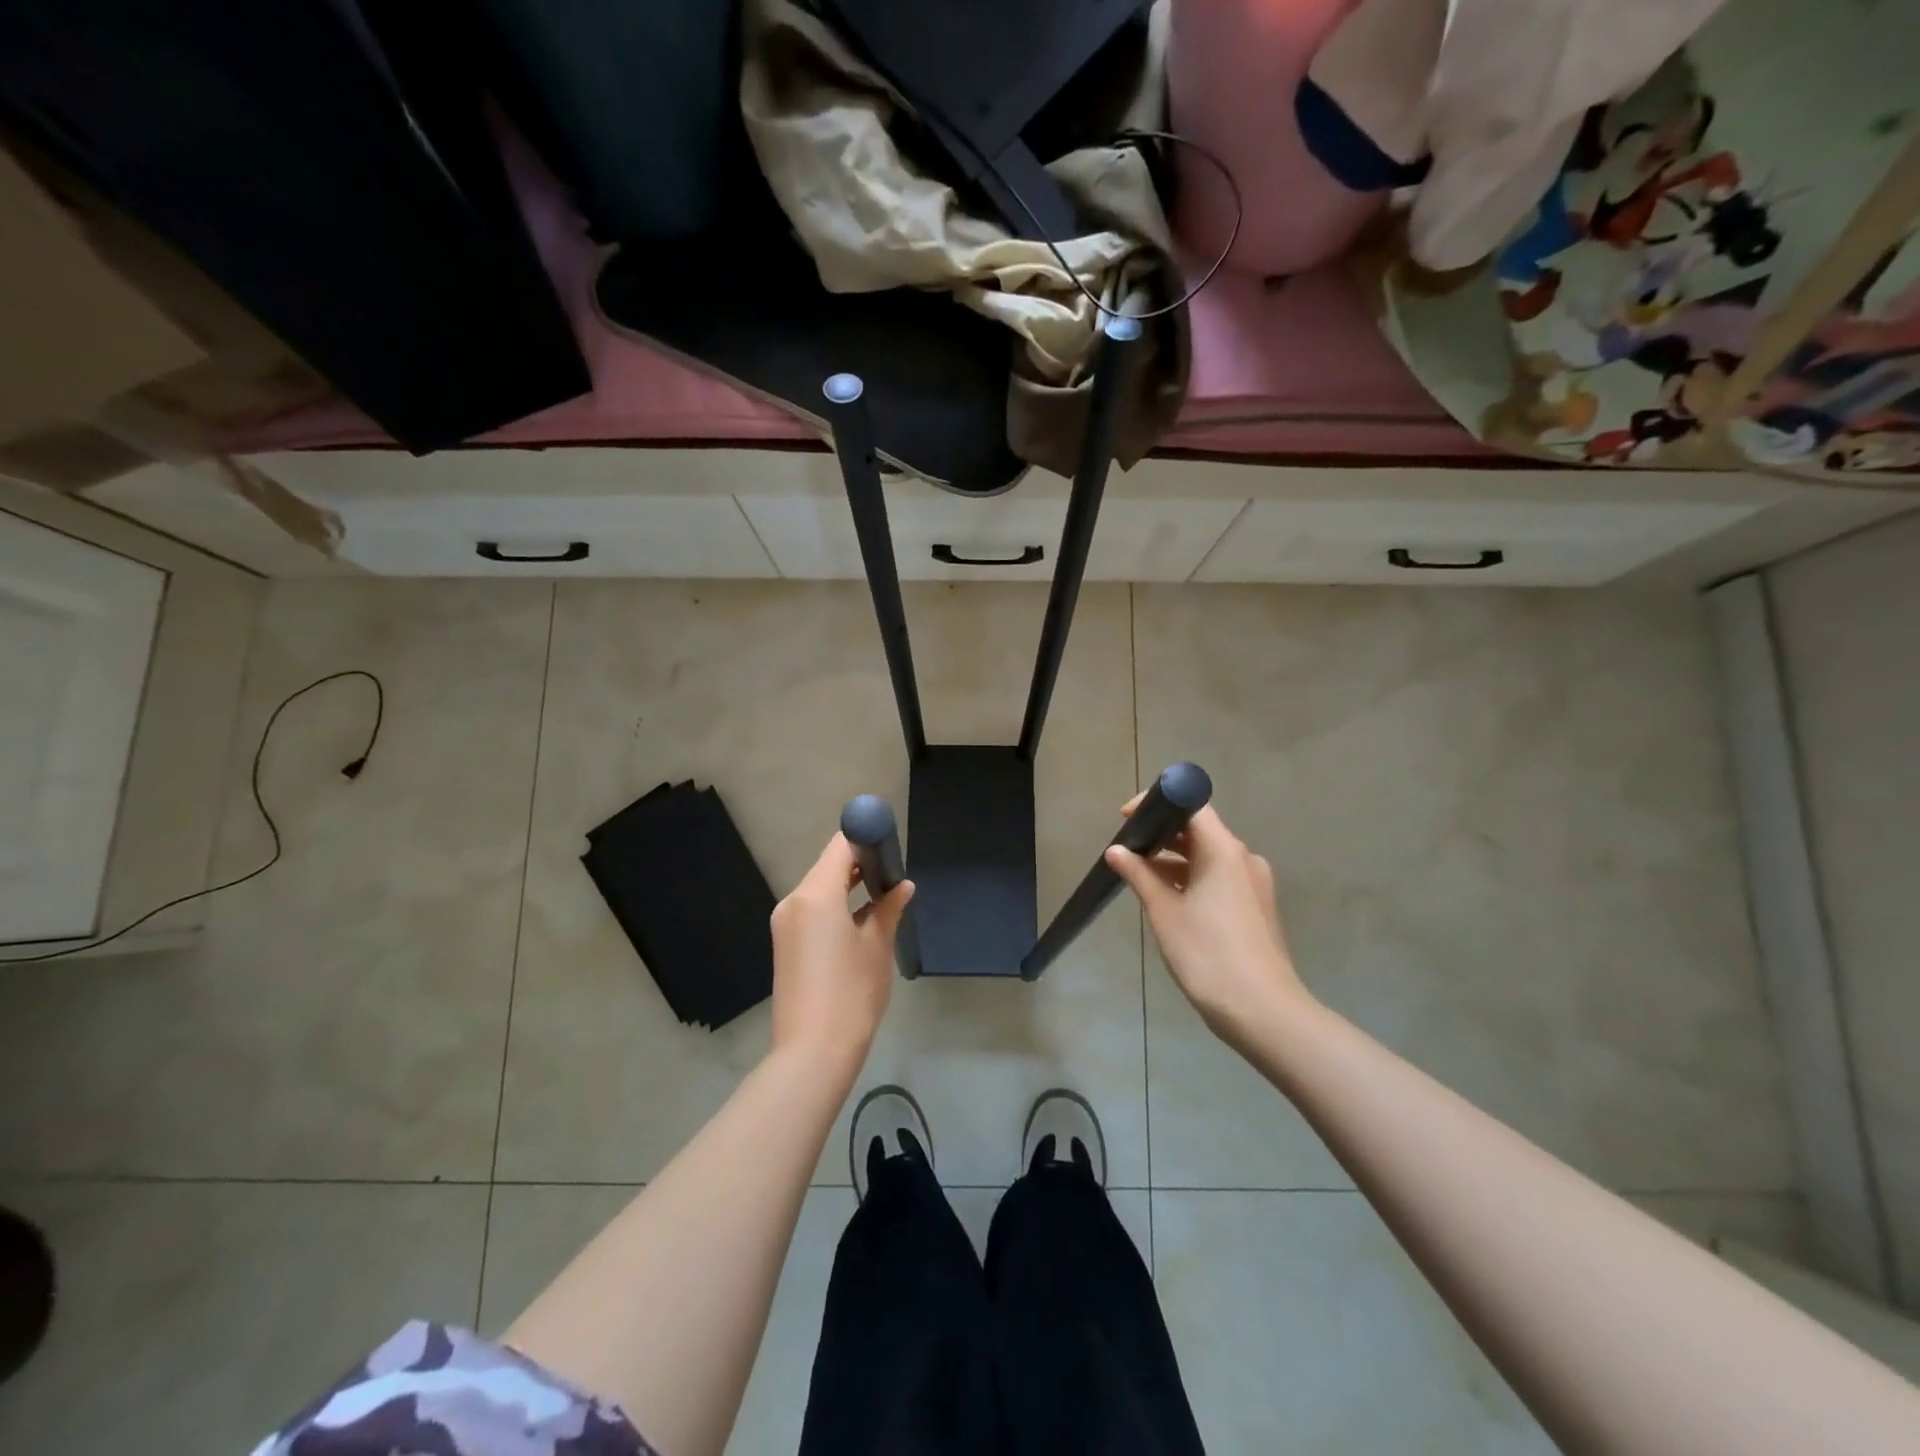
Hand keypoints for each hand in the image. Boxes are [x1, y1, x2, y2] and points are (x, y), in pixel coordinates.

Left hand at [770, 833, 913, 1069]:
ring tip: (883, 897)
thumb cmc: (852, 994)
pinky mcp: (786, 943)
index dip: (867, 840)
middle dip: (860, 864)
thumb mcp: (878, 947)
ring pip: (820, 888)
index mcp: (815, 895)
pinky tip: (861, 920)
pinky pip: (812, 910)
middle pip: (828, 865)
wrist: (812, 1053)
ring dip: (848, 886)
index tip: (892, 847)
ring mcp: (785, 923)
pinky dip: (835, 906)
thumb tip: (903, 886)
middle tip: (893, 874)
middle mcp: (794, 901)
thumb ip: (889, 908)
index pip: (841, 846)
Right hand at [1105, 801, 1312, 1050]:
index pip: (1192, 806)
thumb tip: (1116, 851)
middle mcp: (1243, 859)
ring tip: (1140, 875)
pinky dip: (1192, 879)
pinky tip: (1167, 899)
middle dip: (1162, 835)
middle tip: (1127, 849)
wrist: (1262, 1010)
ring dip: (1175, 860)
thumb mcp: (1164, 912)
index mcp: (1224, 850)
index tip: (1127, 818)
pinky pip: (1218, 879)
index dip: (1157, 804)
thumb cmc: (1208, 954)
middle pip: (1200, 831)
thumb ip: (1139, 875)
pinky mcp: (1254, 907)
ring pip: (1208, 857)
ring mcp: (1253, 884)